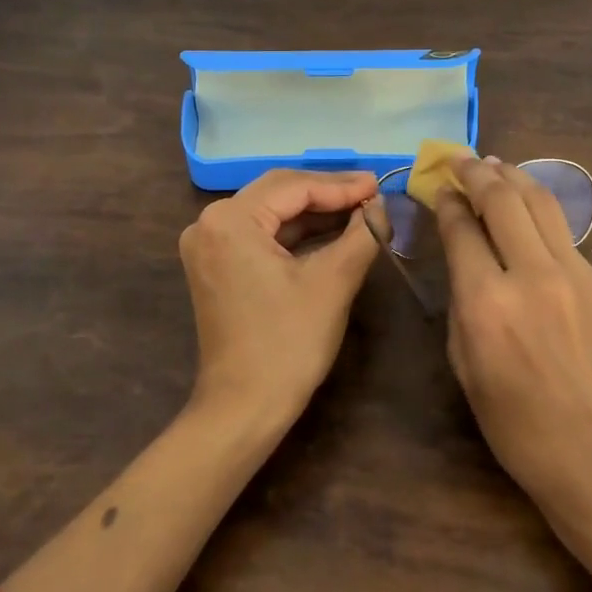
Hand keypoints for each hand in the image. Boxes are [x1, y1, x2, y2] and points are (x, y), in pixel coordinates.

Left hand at [178, 169, 380, 426]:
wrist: (244, 407)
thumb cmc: (288, 343)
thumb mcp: (333, 282)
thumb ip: (362, 234)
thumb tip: (381, 206)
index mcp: (230, 219)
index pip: (294, 187)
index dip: (341, 185)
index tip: (379, 184)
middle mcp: (210, 223)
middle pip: (278, 192)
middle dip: (328, 192)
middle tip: (372, 192)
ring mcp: (209, 245)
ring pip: (271, 212)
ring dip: (314, 211)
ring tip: (360, 209)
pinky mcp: (217, 266)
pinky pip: (261, 235)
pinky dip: (296, 233)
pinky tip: (332, 231)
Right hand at [436, 158, 591, 526]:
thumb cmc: (519, 428)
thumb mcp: (465, 367)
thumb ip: (460, 302)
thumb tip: (462, 255)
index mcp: (486, 303)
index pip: (461, 228)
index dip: (447, 201)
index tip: (439, 187)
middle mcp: (532, 275)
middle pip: (502, 198)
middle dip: (476, 171)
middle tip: (461, 160)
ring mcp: (576, 275)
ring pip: (541, 203)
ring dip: (513, 177)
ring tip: (495, 165)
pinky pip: (564, 235)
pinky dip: (539, 214)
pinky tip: (529, 213)